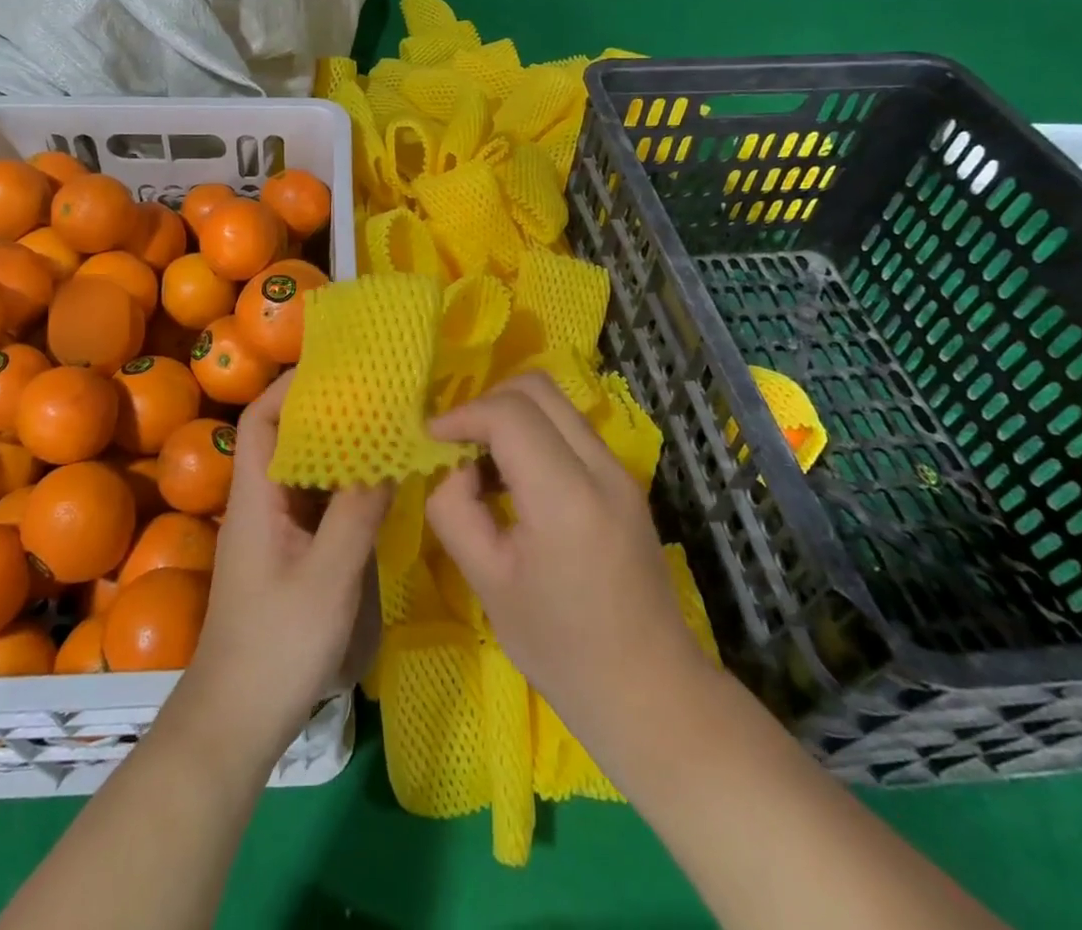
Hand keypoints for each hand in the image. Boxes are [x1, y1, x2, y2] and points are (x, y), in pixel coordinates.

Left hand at [179, 372, 391, 759]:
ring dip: (337, 444)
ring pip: (303, 468)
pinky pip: (315, 499)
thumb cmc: (277, 644)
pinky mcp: (288, 552)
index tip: (334, 365)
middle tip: (373, 389)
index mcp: (256, 495)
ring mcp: (274, 528)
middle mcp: (260, 501)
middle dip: (323, 408)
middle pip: (284, 436)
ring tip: (382, 421)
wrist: (237, 720)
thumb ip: (359, 513)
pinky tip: (376, 480)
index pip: (262, 418)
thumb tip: (389, 450)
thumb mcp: (329, 577)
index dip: (291, 385)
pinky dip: (343, 481)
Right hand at [424, 373, 709, 753]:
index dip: (462, 415)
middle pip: (537, 388)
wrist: (651, 693)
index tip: (431, 439)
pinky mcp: (625, 483)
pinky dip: (534, 435)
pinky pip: (571, 431)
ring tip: (482, 466)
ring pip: (556, 404)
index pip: (508, 414)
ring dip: (511, 417)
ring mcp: (620, 472)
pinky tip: (515, 482)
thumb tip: (454, 470)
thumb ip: (456, 511)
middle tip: (456, 443)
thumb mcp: (487, 583)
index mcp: (565, 496)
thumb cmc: (561, 648)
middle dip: (486, 403)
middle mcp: (601, 468)